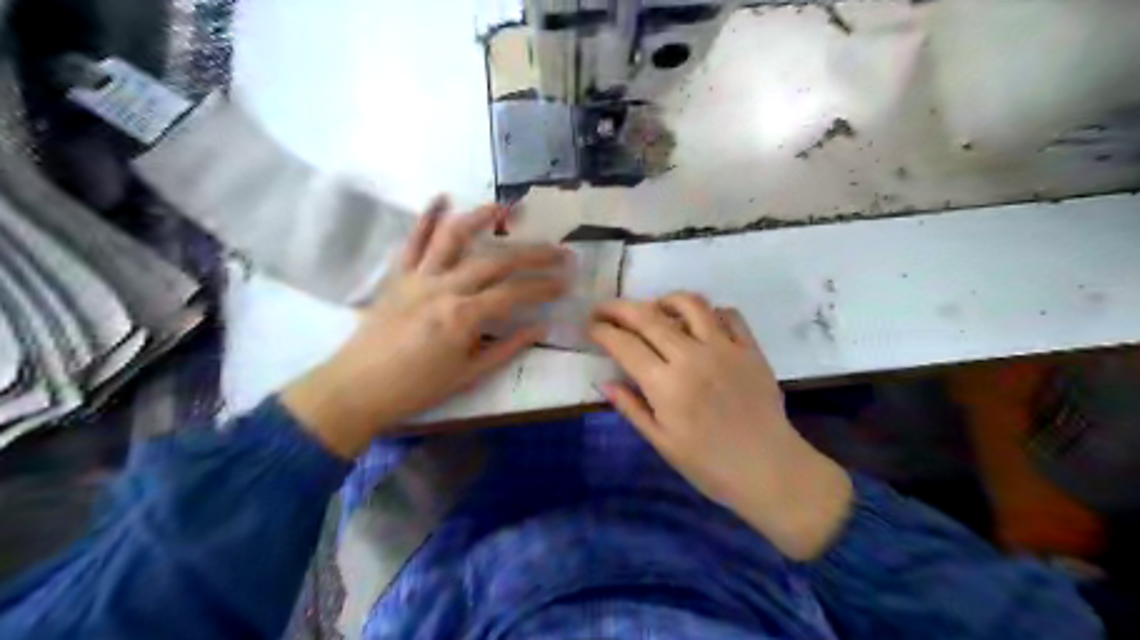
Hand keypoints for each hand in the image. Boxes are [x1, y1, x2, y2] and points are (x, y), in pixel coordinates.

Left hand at [284, 198, 567, 455]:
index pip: (515, 293)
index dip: (545, 286)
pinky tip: (441, 198)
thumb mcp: (469, 374)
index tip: (567, 281)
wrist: (357, 389)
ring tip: (504, 209)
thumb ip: (507, 348)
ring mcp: (418, 277)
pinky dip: (426, 217)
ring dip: (480, 219)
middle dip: (532, 255)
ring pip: (453, 238)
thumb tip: (541, 327)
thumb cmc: (417, 388)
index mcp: (463, 317)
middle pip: (495, 262)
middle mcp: (444, 288)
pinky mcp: (398, 276)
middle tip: (559, 251)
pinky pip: (412, 241)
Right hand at [592, 296, 848, 559]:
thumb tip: (603, 381)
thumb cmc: (709, 464)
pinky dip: (709, 312)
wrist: (769, 470)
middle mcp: (692, 357)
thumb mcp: (661, 442)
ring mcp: (725, 348)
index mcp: (666, 385)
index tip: (590, 326)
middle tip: (606, 308)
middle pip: (649, 317)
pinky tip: (700, 324)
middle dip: (620, 308)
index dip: (602, 331)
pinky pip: (729, 314)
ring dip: (665, 300)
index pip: (625, 345)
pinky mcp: (750, 348)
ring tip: (655, 309)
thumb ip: (631, 407)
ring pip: (690, 304)